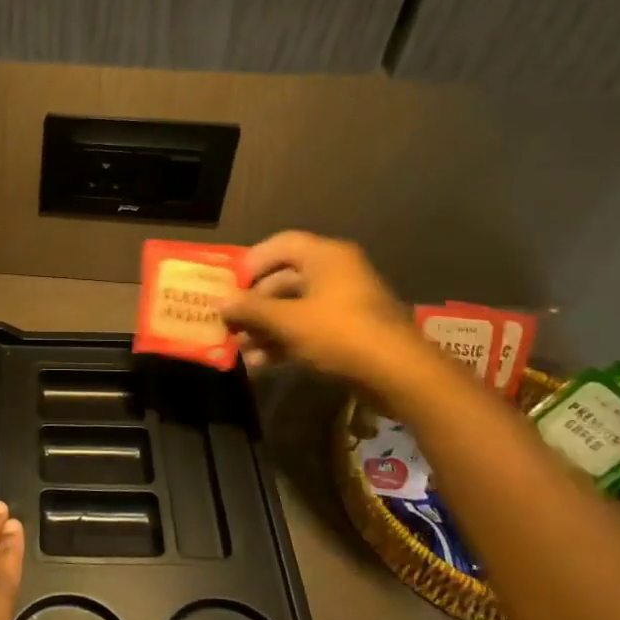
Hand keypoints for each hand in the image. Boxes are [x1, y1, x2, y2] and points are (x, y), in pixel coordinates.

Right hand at [220, 230, 419, 385]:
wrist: (399, 374)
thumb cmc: (340, 333)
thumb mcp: (287, 321)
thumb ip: (251, 310)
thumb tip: (220, 302)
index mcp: (325, 256)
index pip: (280, 245)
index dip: (251, 262)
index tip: (229, 286)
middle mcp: (336, 273)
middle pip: (284, 280)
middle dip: (254, 305)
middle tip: (230, 323)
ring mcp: (344, 303)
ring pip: (294, 308)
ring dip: (265, 328)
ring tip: (242, 350)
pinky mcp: (349, 332)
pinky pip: (308, 329)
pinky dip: (285, 342)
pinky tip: (262, 364)